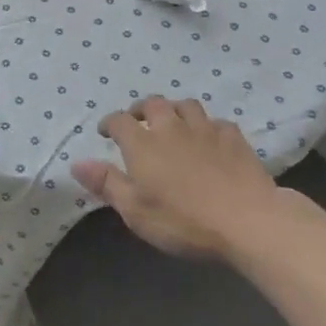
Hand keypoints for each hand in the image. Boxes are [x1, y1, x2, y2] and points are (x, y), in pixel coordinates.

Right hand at [71, 97, 300, 257]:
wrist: (248, 221)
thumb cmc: (184, 220)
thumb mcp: (136, 211)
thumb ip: (107, 183)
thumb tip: (76, 163)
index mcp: (143, 143)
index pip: (119, 120)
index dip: (109, 123)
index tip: (105, 132)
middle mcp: (171, 127)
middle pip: (153, 104)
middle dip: (141, 109)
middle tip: (138, 121)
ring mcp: (206, 130)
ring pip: (186, 105)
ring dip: (175, 111)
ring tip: (173, 124)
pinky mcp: (235, 138)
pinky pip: (217, 122)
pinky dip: (207, 126)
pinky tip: (209, 139)